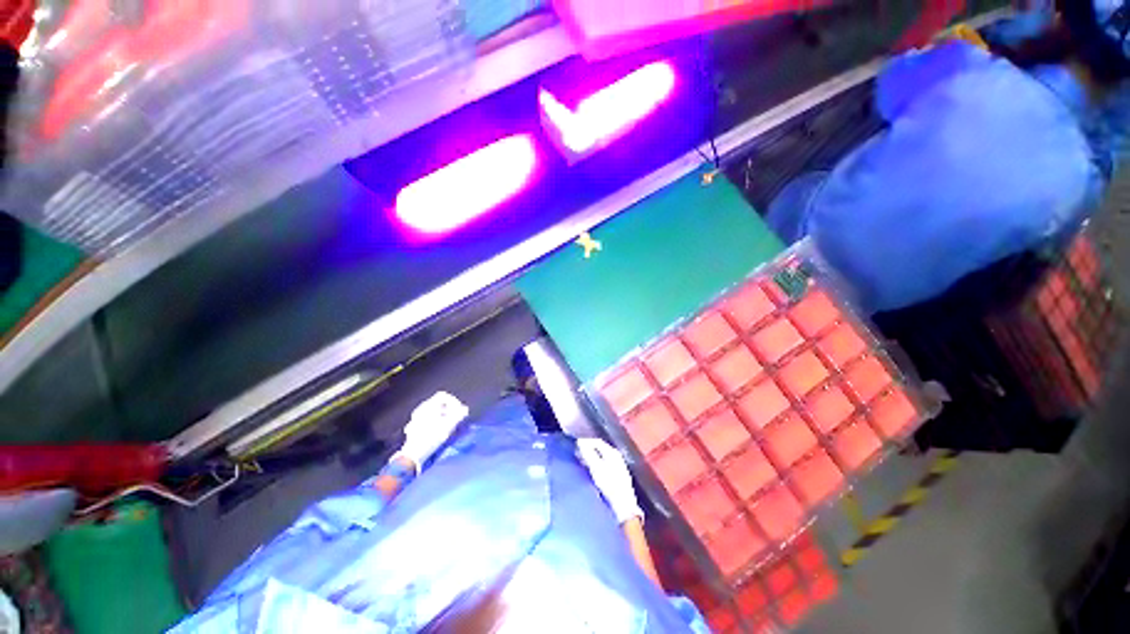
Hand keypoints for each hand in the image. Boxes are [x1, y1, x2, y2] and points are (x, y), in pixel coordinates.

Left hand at [397, 391, 468, 470]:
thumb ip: (459, 415)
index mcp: (428, 405)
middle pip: (439, 403)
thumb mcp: (448, 425)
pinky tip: (439, 431)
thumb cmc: (431, 437)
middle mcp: (421, 409)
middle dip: (450, 410)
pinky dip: (437, 422)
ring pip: (434, 412)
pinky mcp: (414, 427)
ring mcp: (416, 418)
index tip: (459, 410)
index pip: (443, 396)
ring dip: (444, 416)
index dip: (454, 401)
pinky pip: (429, 419)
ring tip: (449, 426)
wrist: (413, 454)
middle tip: (456, 418)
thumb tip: (465, 409)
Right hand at [576, 438, 642, 523]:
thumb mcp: (596, 468)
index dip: (586, 442)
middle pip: (600, 448)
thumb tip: (580, 443)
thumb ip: (588, 454)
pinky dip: (596, 463)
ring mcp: (618, 465)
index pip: (597, 442)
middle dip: (588, 449)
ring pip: (602, 456)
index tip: (576, 445)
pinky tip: (591, 469)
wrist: (624, 505)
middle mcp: (616, 456)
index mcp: (612, 452)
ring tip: (581, 460)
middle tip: (577, 452)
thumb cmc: (609, 485)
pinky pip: (604, 463)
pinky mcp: (618, 474)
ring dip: (591, 456)